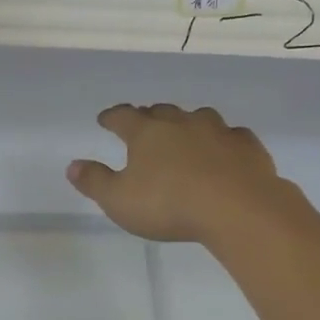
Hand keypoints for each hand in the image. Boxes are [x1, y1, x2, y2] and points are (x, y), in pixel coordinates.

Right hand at [66, 104, 301, 243]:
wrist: (237, 207)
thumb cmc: (170, 205)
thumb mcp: (120, 201)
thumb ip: (95, 182)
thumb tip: (72, 166)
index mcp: (147, 133)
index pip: (123, 117)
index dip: (112, 117)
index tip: (105, 119)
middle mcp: (182, 123)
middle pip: (161, 112)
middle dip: (150, 117)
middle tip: (145, 124)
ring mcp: (218, 131)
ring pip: (199, 118)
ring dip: (189, 124)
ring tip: (186, 134)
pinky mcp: (247, 146)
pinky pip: (233, 136)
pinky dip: (224, 141)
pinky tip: (226, 151)